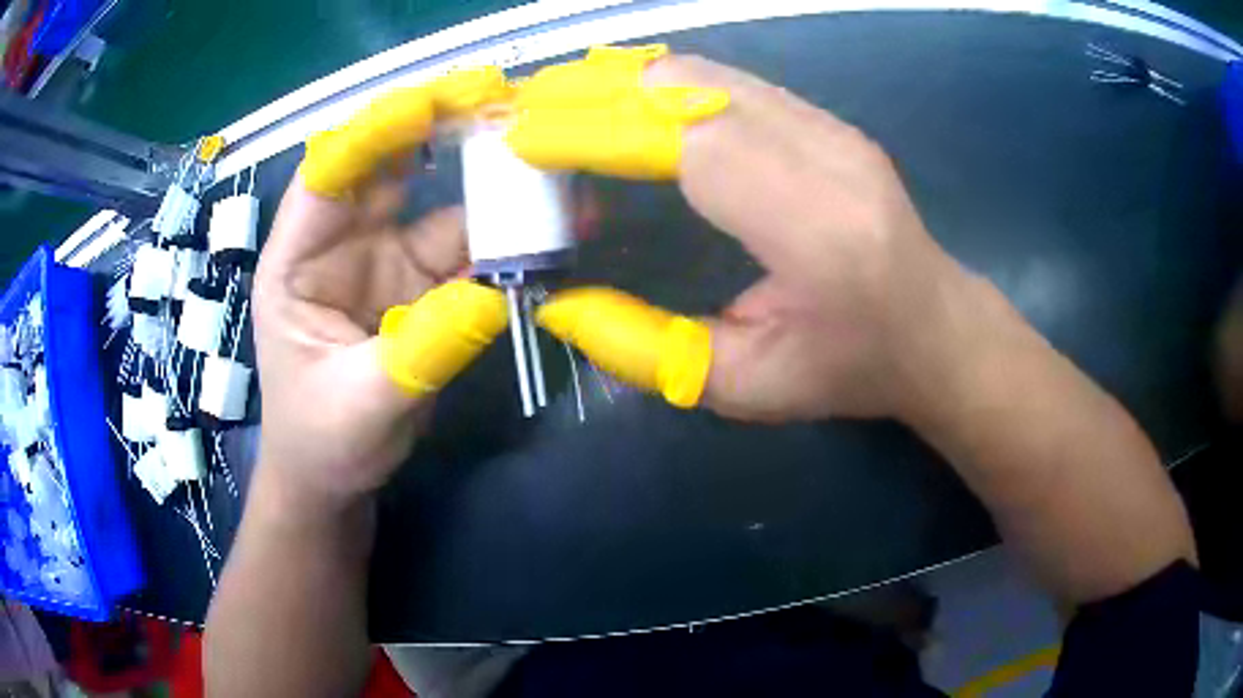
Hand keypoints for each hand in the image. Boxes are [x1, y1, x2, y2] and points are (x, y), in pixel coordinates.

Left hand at [254, 75, 510, 505]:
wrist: (336, 478)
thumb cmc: (321, 441)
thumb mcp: (360, 405)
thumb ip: (421, 352)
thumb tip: (495, 296)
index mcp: (297, 261)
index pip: (328, 177)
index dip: (375, 135)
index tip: (431, 107)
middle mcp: (342, 245)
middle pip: (389, 169)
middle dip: (440, 130)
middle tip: (500, 101)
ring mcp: (387, 262)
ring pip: (440, 206)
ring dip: (490, 188)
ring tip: (546, 165)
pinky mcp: (425, 287)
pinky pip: (470, 253)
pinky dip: (509, 244)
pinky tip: (550, 231)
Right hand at [531, 53, 971, 422]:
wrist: (935, 328)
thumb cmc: (851, 369)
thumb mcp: (746, 388)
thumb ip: (647, 351)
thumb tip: (559, 306)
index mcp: (815, 228)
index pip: (687, 144)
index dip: (595, 130)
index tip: (523, 137)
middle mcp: (827, 155)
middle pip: (689, 88)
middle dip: (592, 92)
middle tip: (523, 111)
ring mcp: (831, 126)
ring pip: (703, 71)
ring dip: (620, 81)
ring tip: (557, 103)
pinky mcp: (825, 118)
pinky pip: (725, 80)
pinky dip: (659, 85)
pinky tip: (620, 103)